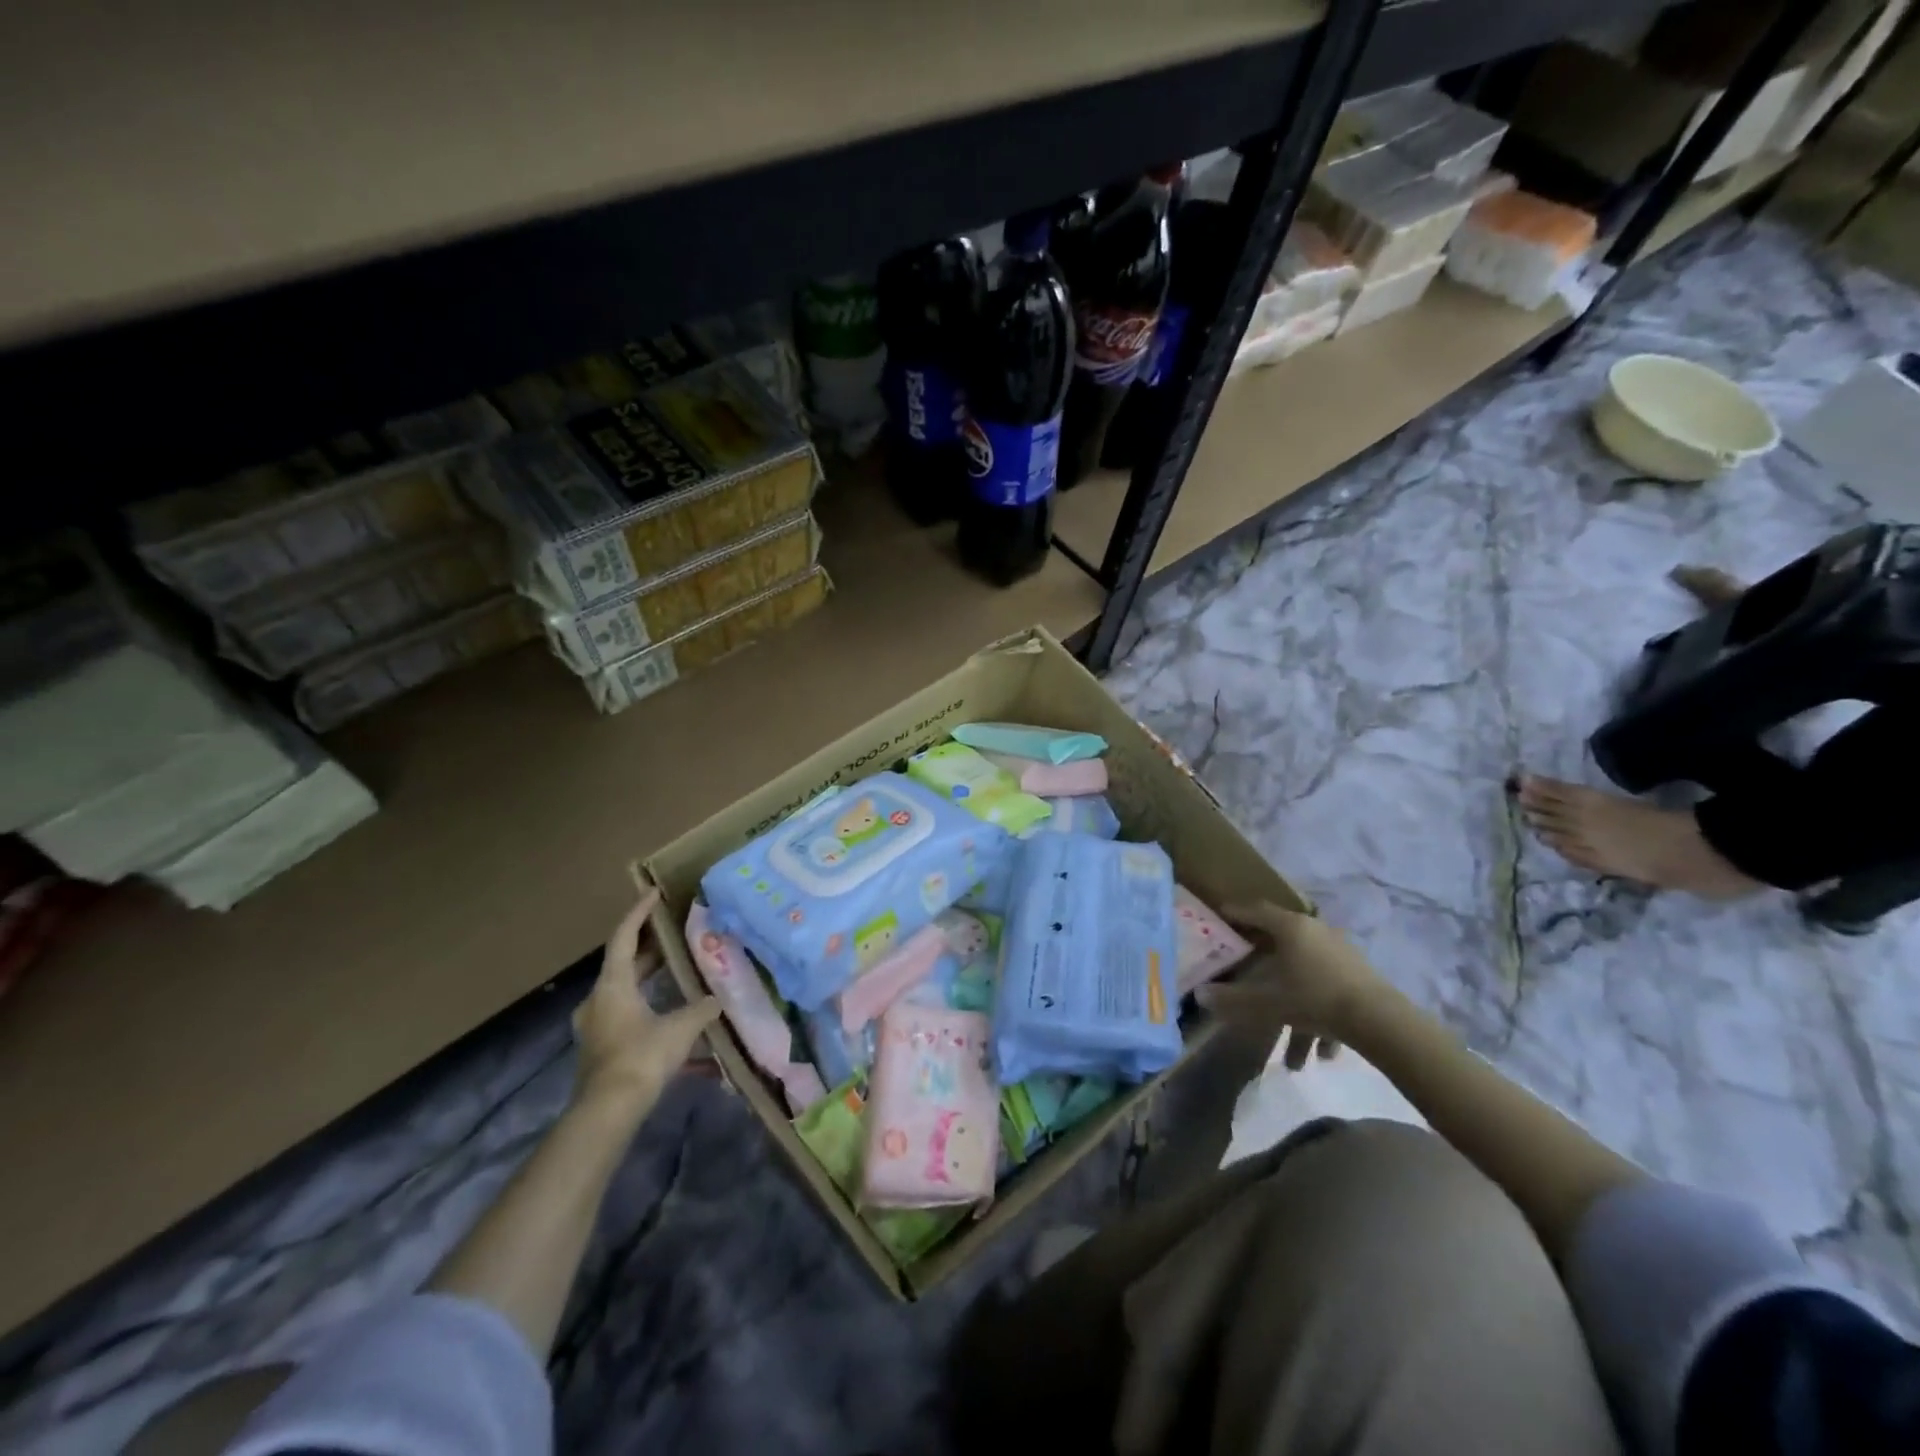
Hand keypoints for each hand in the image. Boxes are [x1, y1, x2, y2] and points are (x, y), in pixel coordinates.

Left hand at [572, 890, 719, 1115]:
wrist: (608, 1112)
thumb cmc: (641, 1057)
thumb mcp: (680, 1028)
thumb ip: (701, 1009)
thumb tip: (718, 999)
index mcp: (613, 985)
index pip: (624, 938)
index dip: (639, 913)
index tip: (654, 894)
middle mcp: (599, 1000)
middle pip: (624, 964)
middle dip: (650, 948)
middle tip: (675, 932)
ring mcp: (597, 1026)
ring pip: (625, 991)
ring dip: (648, 979)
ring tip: (677, 969)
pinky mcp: (602, 1048)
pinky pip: (627, 1015)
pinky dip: (648, 1007)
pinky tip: (673, 1016)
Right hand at [1205, 902, 1389, 1069]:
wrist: (1381, 1022)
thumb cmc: (1315, 999)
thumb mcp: (1267, 1003)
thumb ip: (1232, 1000)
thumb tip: (1200, 995)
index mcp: (1291, 928)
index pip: (1256, 911)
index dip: (1236, 911)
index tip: (1221, 913)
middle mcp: (1316, 932)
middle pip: (1282, 944)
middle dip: (1264, 969)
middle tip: (1247, 971)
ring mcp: (1341, 954)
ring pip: (1306, 978)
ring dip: (1296, 1014)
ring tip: (1293, 1058)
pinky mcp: (1360, 977)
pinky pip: (1329, 993)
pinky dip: (1321, 1020)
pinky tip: (1321, 1054)